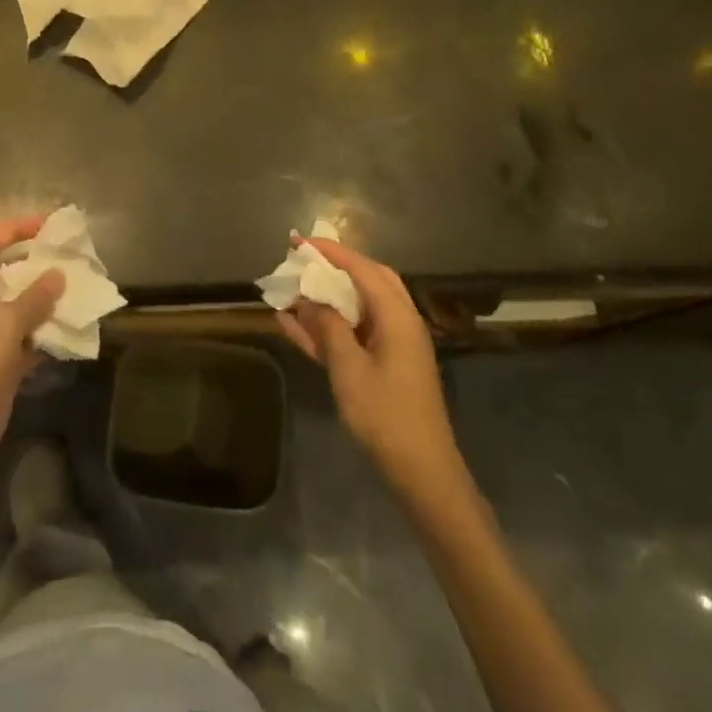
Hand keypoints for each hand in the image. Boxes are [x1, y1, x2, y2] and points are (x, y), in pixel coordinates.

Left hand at [0, 215, 63, 478]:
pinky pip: (25, 339)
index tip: (44, 225)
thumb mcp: (5, 323)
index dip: (11, 230)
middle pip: (3, 275)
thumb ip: (34, 297)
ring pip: (18, 308)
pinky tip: (71, 328)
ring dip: (44, 301)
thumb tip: (57, 275)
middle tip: (67, 257)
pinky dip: (45, 333)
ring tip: (77, 288)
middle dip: (34, 265)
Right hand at [276, 234, 461, 494]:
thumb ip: (328, 328)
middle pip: (366, 280)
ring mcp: (393, 345)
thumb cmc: (386, 416)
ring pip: (357, 307)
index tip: (299, 241)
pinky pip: (352, 334)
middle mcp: (399, 322)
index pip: (362, 269)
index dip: (330, 252)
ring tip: (291, 290)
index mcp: (397, 317)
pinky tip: (293, 324)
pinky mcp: (384, 365)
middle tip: (300, 260)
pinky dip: (327, 326)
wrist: (421, 471)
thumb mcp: (349, 369)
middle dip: (332, 267)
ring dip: (327, 297)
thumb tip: (309, 298)